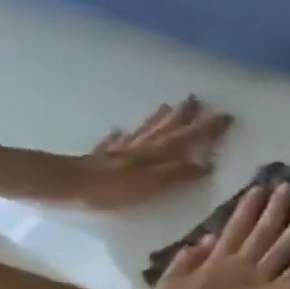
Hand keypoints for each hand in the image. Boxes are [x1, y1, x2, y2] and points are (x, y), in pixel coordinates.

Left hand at [67, 98, 233, 209]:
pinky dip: (121, 135)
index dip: (209, 128)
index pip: (190, 138)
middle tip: (196, 99)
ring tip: (167, 106)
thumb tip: (207, 164)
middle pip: (168, 128)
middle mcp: (144, 147)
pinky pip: (115, 142)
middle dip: (185, 115)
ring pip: (145, 130)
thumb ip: (180, 174)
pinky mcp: (101, 157)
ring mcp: (121, 150)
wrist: (62, 185)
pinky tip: (119, 130)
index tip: (226, 115)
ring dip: (158, 119)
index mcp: (160, 154)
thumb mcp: (154, 184)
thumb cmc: (113, 188)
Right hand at [153, 181, 289, 288]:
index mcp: (217, 262)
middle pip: (264, 231)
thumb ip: (185, 261)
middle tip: (289, 187)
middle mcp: (244, 267)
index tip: (258, 188)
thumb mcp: (169, 287)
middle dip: (277, 208)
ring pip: (285, 247)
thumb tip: (206, 238)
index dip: (247, 207)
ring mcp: (264, 282)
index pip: (235, 227)